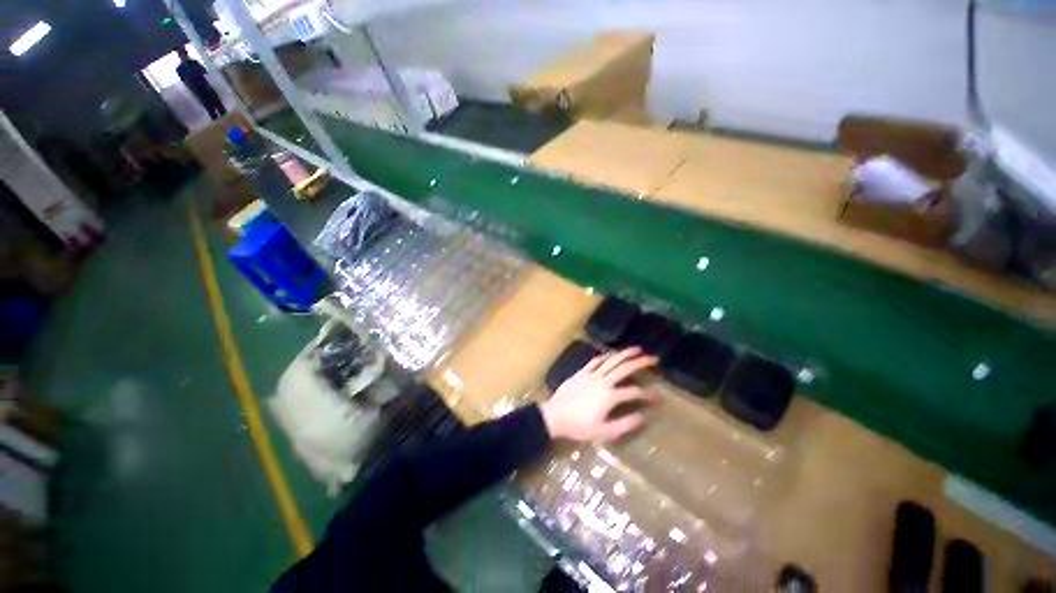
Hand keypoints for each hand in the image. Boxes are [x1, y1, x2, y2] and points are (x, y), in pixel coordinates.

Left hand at [540, 347, 659, 441]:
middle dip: (641, 362)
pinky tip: (610, 354)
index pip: (635, 392)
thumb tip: (642, 417)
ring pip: (611, 360)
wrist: (555, 416)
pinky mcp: (581, 372)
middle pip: (625, 368)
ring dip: (625, 354)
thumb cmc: (578, 426)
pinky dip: (605, 356)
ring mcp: (591, 374)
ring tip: (637, 349)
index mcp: (610, 396)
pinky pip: (595, 361)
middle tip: (654, 358)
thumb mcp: (603, 432)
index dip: (649, 394)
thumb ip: (624, 425)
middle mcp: (603, 381)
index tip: (659, 396)